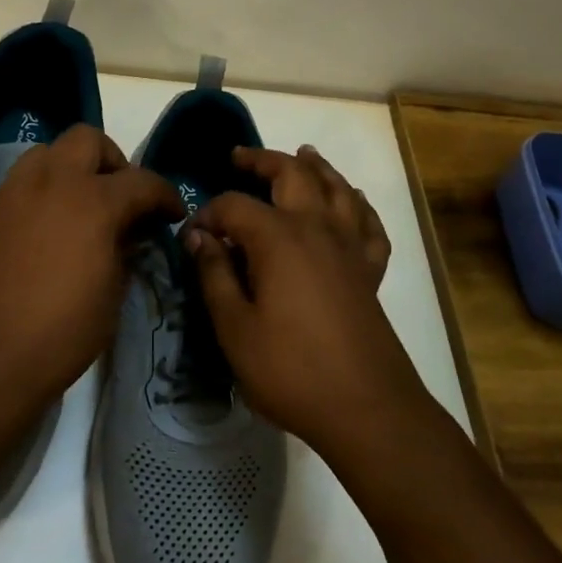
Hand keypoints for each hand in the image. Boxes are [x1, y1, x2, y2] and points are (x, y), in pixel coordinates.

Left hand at [0, 125, 182, 416]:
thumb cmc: (56, 336)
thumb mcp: (109, 298)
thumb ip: (122, 254)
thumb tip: (126, 235)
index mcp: (92, 202)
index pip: (141, 181)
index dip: (164, 194)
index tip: (171, 213)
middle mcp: (50, 184)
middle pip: (86, 140)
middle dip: (112, 161)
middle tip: (120, 196)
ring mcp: (10, 195)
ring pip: (45, 154)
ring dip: (70, 170)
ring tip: (78, 209)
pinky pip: (18, 187)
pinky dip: (39, 197)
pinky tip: (43, 235)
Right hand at [186, 145, 428, 464]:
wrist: (366, 407)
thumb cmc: (290, 369)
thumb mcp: (234, 327)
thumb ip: (215, 275)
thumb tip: (199, 237)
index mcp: (278, 238)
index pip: (235, 205)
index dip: (208, 214)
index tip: (191, 236)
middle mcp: (317, 228)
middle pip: (293, 174)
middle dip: (264, 160)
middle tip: (240, 157)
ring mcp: (349, 246)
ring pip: (337, 188)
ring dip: (317, 167)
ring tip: (303, 155)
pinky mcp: (370, 270)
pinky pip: (368, 224)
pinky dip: (358, 205)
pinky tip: (352, 202)